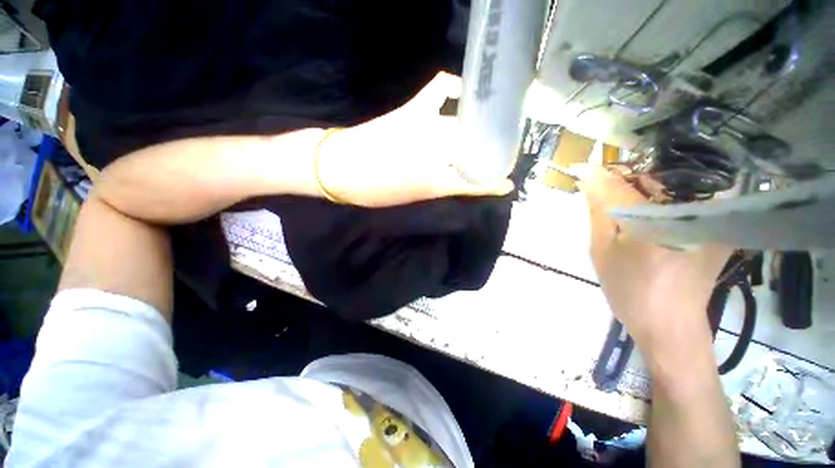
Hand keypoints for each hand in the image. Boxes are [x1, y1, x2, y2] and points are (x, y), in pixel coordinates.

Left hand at [316, 72, 513, 206]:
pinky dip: (453, 88)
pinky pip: (440, 89)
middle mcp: (436, 154)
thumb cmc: (373, 191)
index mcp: (434, 183)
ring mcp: (425, 129)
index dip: (492, 184)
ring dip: (478, 130)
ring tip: (485, 131)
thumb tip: (453, 178)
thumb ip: (435, 187)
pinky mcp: (412, 111)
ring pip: (462, 127)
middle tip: (495, 158)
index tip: (506, 184)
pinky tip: (460, 93)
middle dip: (489, 156)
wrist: (339, 169)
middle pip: (473, 152)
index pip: (472, 184)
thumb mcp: (410, 198)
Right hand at [574, 165, 732, 356]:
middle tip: (603, 189)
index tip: (580, 170)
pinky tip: (649, 213)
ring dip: (643, 187)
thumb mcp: (602, 250)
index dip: (598, 174)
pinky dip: (662, 199)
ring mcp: (708, 219)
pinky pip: (684, 199)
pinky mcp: (715, 227)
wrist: (670, 326)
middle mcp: (688, 212)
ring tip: (625, 201)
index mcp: (655, 221)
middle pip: (652, 175)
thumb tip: (589, 179)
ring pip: (670, 185)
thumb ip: (598, 210)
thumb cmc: (629, 290)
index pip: (620, 183)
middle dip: (624, 177)